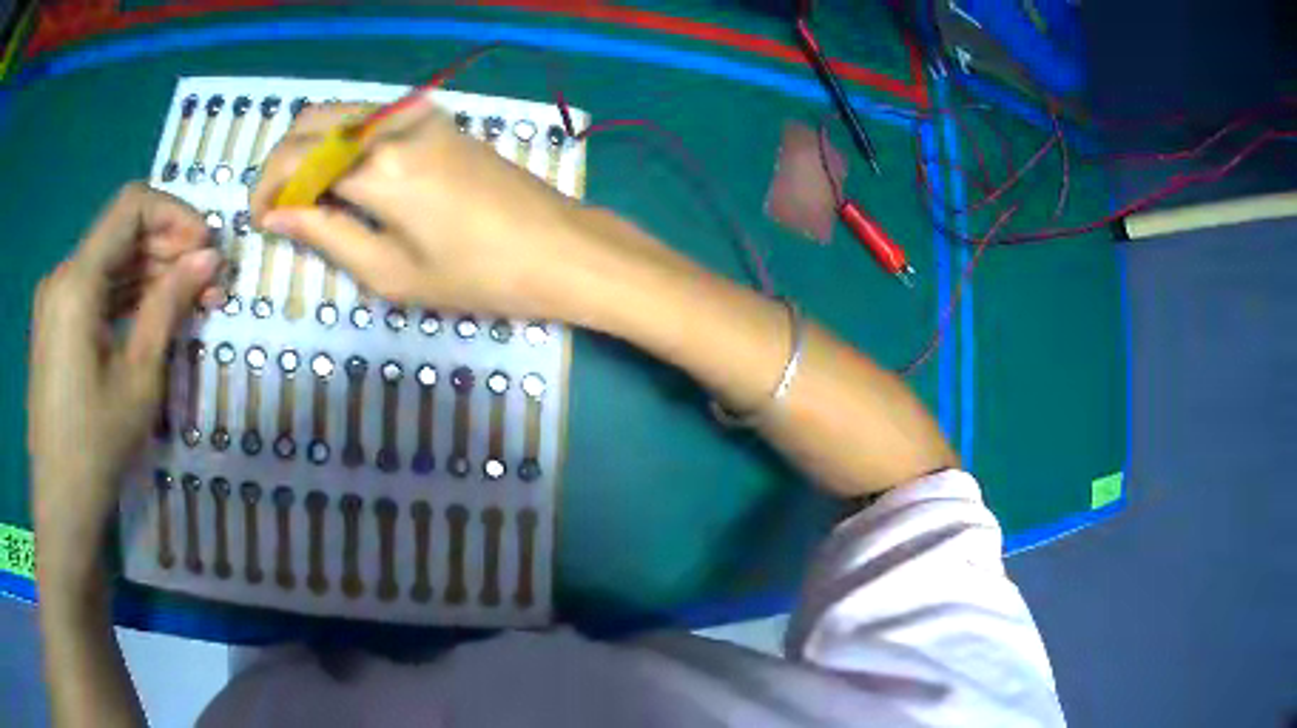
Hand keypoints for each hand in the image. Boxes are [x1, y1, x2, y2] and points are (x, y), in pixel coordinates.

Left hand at [28, 183, 221, 587]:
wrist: (61, 506)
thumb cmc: (97, 447)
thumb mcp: (139, 377)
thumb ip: (169, 305)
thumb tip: (209, 257)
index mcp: (76, 281)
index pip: (132, 206)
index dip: (175, 214)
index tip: (206, 247)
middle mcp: (61, 276)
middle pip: (120, 232)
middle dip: (167, 247)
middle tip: (206, 281)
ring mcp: (54, 301)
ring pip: (109, 261)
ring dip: (149, 272)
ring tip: (186, 301)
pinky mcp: (54, 324)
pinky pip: (94, 289)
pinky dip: (125, 293)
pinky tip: (150, 315)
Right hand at [250, 102, 655, 322]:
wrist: (559, 249)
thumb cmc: (478, 275)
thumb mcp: (390, 272)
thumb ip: (326, 234)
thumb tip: (279, 215)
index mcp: (378, 165)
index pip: (296, 159)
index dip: (267, 189)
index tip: (258, 221)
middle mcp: (393, 123)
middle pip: (311, 122)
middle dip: (281, 163)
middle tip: (276, 208)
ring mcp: (419, 113)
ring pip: (339, 113)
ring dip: (309, 148)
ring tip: (304, 198)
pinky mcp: (436, 118)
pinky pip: (368, 118)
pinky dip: (340, 141)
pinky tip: (340, 178)